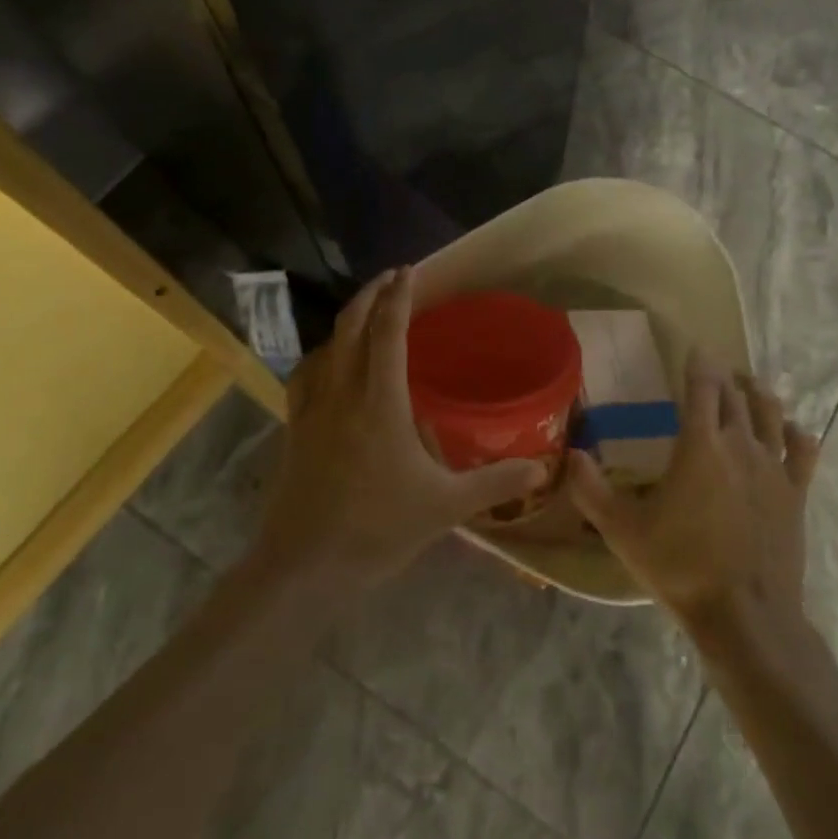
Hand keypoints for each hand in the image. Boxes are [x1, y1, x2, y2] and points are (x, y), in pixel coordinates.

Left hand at [253, 268, 548, 594]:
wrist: (303, 568)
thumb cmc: (377, 530)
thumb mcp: (446, 506)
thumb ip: (495, 482)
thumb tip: (543, 468)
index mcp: (380, 401)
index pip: (388, 332)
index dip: (399, 296)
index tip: (409, 270)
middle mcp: (342, 393)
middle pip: (351, 325)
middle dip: (371, 294)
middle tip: (392, 278)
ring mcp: (312, 409)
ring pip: (326, 345)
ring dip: (347, 319)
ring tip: (367, 312)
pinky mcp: (295, 428)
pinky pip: (306, 374)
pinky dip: (322, 353)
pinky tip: (330, 363)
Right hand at [568, 354, 820, 651]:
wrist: (745, 616)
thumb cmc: (680, 567)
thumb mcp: (623, 531)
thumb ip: (591, 490)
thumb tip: (571, 454)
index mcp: (700, 445)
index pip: (701, 387)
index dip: (699, 363)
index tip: (695, 349)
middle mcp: (739, 444)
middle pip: (733, 396)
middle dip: (722, 377)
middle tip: (713, 369)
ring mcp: (772, 467)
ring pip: (769, 413)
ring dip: (757, 393)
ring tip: (748, 384)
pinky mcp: (795, 493)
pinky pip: (802, 451)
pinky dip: (795, 433)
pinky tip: (790, 429)